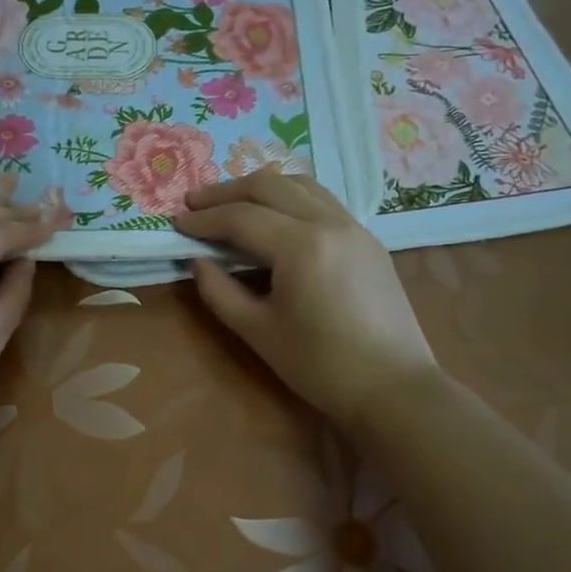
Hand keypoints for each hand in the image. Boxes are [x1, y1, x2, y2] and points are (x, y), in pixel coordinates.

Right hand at [174, 172, 438, 428]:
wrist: (394, 387)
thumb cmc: (320, 365)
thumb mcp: (257, 332)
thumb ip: (219, 292)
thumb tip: (198, 262)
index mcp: (301, 246)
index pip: (241, 217)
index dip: (204, 219)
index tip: (176, 223)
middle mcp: (329, 223)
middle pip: (269, 186)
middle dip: (226, 191)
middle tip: (195, 203)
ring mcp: (354, 227)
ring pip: (300, 184)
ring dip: (259, 188)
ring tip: (231, 202)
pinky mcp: (368, 239)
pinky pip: (322, 200)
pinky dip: (289, 197)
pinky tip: (274, 216)